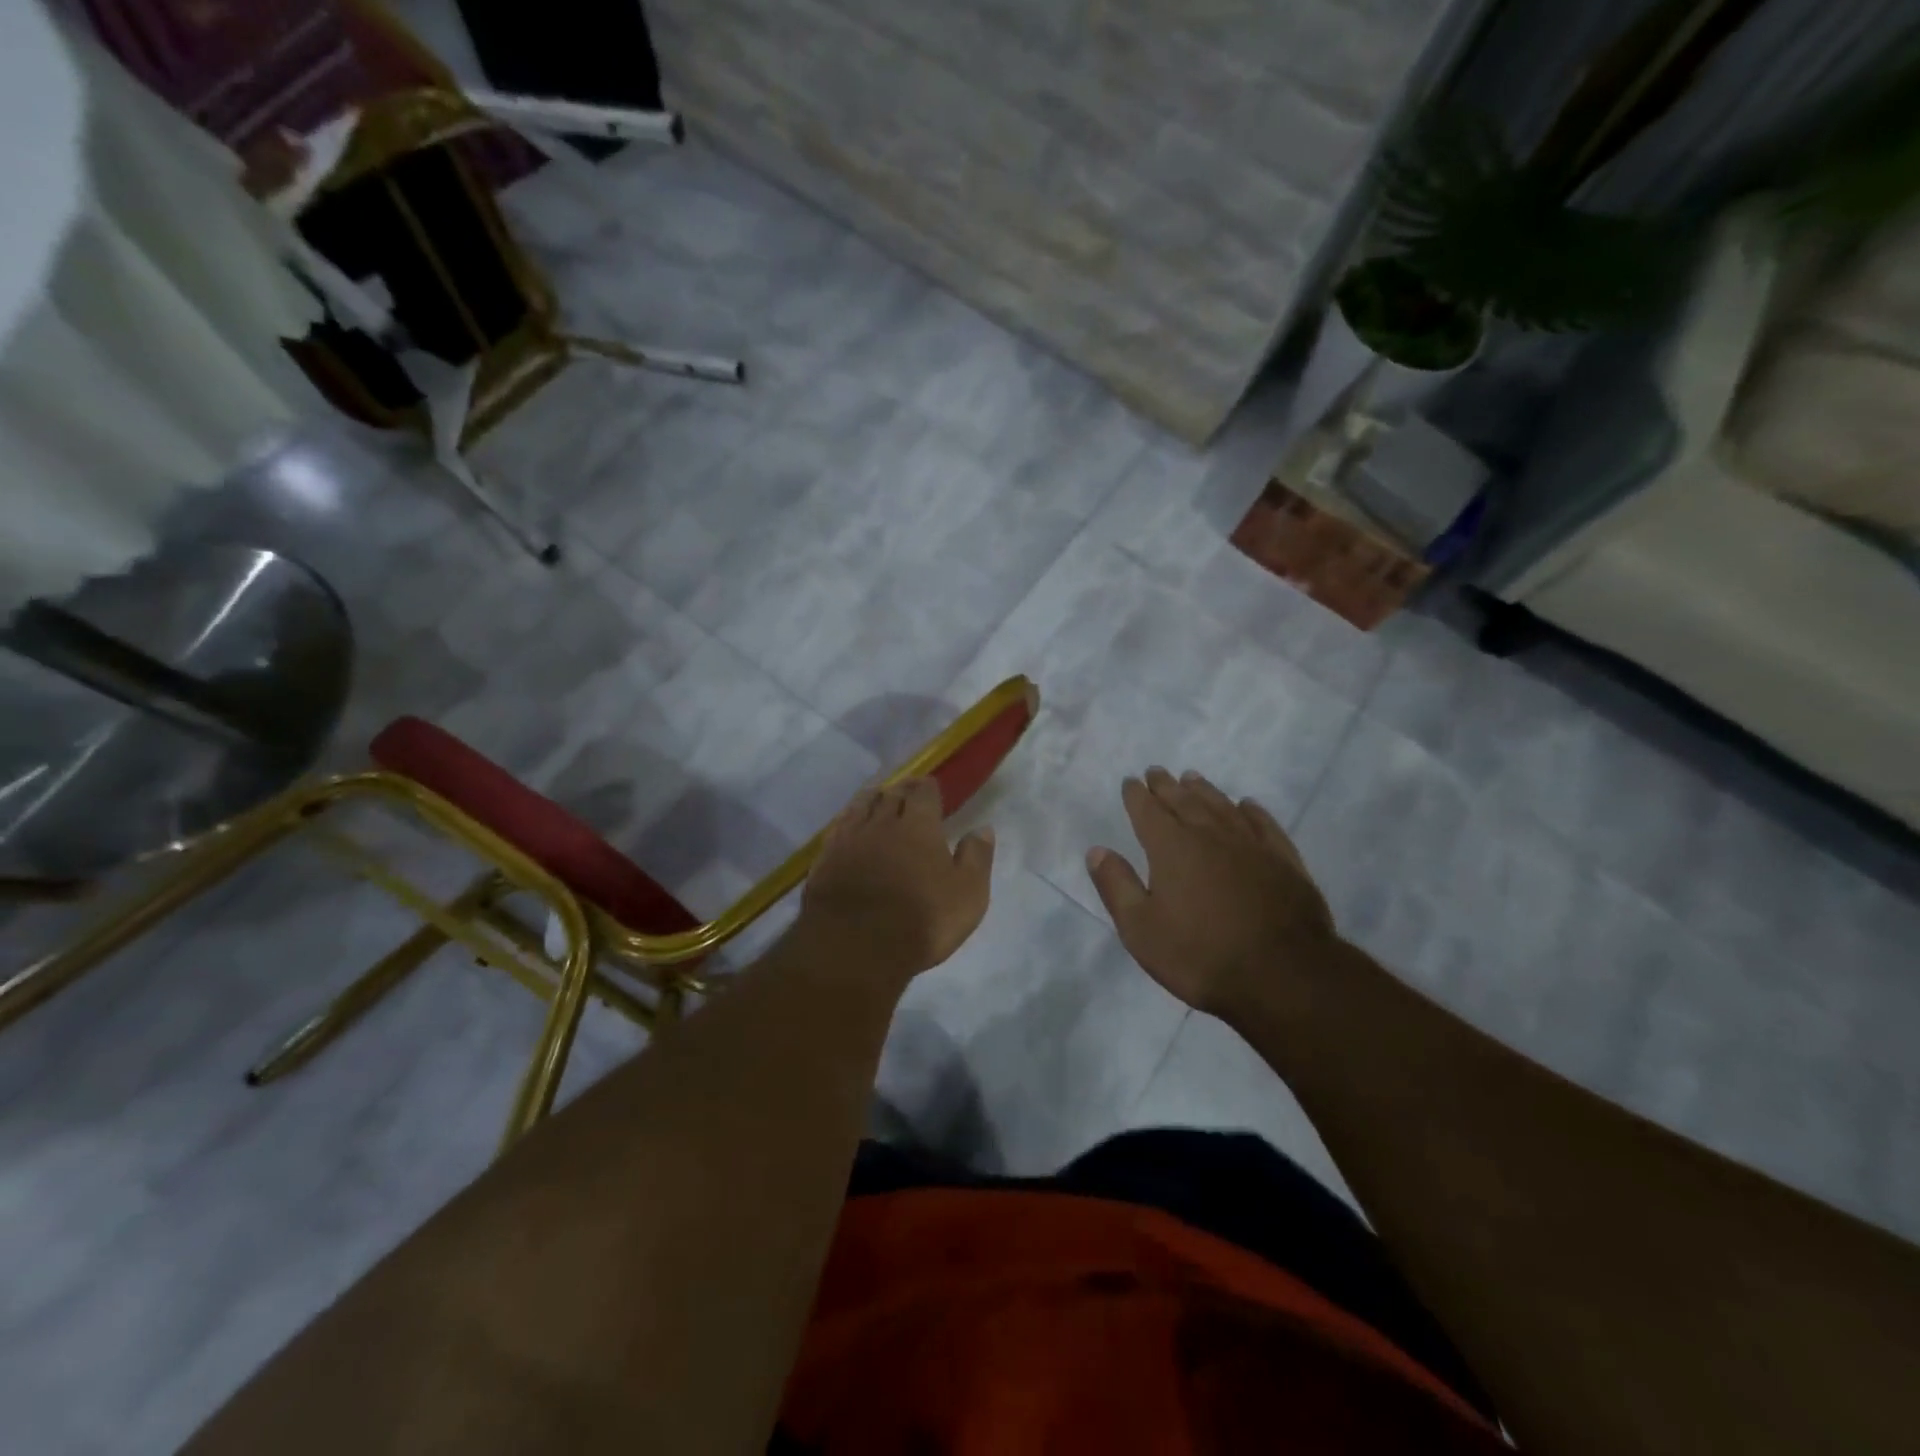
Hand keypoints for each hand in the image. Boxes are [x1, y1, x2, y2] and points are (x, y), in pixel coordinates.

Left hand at [799, 778, 994, 977]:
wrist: (855, 946)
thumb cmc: (922, 919)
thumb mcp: (968, 894)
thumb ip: (976, 857)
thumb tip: (983, 828)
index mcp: (919, 826)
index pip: (924, 794)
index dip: (928, 788)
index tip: (931, 787)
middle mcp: (881, 823)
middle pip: (890, 795)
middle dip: (900, 790)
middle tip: (905, 789)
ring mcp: (849, 840)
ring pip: (860, 807)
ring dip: (871, 799)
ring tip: (876, 798)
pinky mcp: (824, 860)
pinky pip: (837, 829)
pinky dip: (846, 821)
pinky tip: (847, 825)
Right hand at [1086, 767, 1337, 1020]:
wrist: (1283, 976)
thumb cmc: (1200, 955)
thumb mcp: (1141, 929)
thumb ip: (1116, 886)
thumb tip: (1097, 850)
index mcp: (1171, 848)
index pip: (1148, 811)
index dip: (1136, 795)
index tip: (1131, 781)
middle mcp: (1210, 835)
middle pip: (1184, 801)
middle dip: (1166, 786)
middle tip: (1157, 772)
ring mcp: (1251, 845)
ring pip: (1222, 806)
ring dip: (1204, 790)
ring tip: (1193, 778)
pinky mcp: (1284, 861)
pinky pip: (1264, 824)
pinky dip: (1252, 810)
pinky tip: (1247, 805)